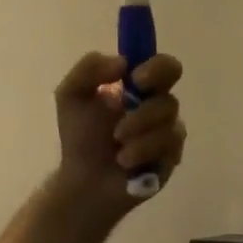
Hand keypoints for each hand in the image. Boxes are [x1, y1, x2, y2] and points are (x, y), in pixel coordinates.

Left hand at [49, 51, 186, 216]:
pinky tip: (124, 162)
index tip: (136, 78)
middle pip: (171, 98)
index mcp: (139, 88)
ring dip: (138, 133)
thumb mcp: (71, 95)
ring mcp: (167, 133)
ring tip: (117, 146)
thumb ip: (89, 68)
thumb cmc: (80, 137)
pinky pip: (168, 147)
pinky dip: (142, 152)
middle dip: (146, 111)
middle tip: (123, 122)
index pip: (165, 67)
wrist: (83, 180)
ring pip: (168, 124)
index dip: (158, 69)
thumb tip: (122, 62)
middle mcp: (157, 107)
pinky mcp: (171, 157)